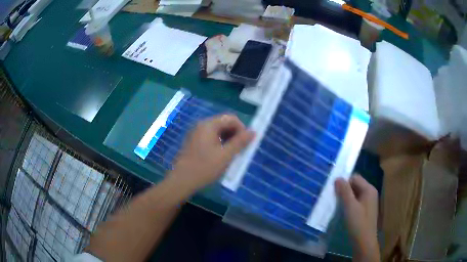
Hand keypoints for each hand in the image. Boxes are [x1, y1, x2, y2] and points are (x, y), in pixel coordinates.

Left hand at [169, 114, 254, 193]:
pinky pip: (210, 137)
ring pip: (217, 131)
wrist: (182, 180)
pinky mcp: (193, 142)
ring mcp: (196, 133)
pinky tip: (220, 156)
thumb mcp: (226, 155)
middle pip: (223, 123)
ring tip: (231, 154)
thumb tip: (253, 131)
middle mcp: (201, 125)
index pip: (231, 118)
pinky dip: (219, 143)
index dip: (242, 129)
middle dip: (234, 134)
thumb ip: (240, 142)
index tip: (246, 143)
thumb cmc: (204, 167)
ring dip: (227, 139)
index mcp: (209, 125)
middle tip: (240, 150)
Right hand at [335, 175, 379, 261]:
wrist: (364, 242)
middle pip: (355, 185)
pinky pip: (356, 201)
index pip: (355, 177)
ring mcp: (369, 202)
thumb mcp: (350, 206)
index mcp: (369, 189)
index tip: (334, 190)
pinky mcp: (365, 210)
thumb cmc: (358, 223)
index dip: (344, 182)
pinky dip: (349, 203)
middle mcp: (370, 193)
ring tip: (336, 204)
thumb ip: (344, 191)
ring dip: (346, 197)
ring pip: (355, 193)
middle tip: (334, 197)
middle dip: (344, 189)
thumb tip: (338, 178)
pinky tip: (343, 211)